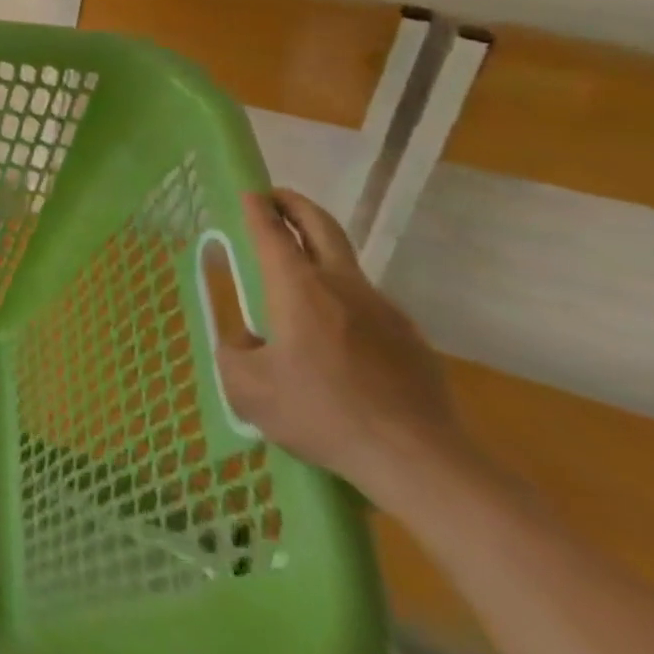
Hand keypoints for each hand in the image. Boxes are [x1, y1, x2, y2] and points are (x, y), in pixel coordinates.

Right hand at [214, 189, 469, 508]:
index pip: (272, 233)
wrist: (420, 460)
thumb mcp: (249, 390)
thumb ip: (233, 355)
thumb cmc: (323, 414)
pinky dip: (344, 299)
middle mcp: (342, 287)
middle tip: (275, 198)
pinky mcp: (411, 339)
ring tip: (298, 273)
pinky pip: (368, 305)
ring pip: (346, 265)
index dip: (257, 209)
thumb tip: (243, 342)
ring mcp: (384, 311)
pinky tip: (335, 335)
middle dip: (295, 205)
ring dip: (320, 253)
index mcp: (298, 289)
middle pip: (321, 227)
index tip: (247, 192)